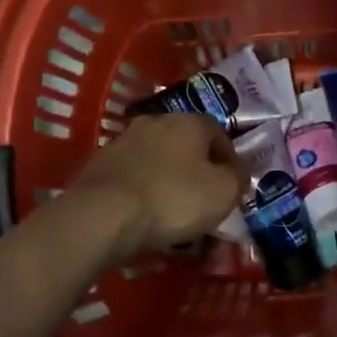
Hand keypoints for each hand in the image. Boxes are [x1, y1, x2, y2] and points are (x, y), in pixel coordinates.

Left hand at [67, 113, 246, 257]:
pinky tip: (145, 213)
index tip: (233, 183)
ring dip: (167, 177)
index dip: (229, 158)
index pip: (218, 132)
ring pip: (156, 158)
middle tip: (204, 195)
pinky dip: (142, 190)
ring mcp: (123, 141)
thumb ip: (237, 178)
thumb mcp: (223, 192)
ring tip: (173, 209)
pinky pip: (132, 175)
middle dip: (196, 166)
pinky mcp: (99, 164)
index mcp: (188, 122)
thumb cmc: (173, 198)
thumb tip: (236, 173)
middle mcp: (155, 122)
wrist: (103, 214)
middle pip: (184, 143)